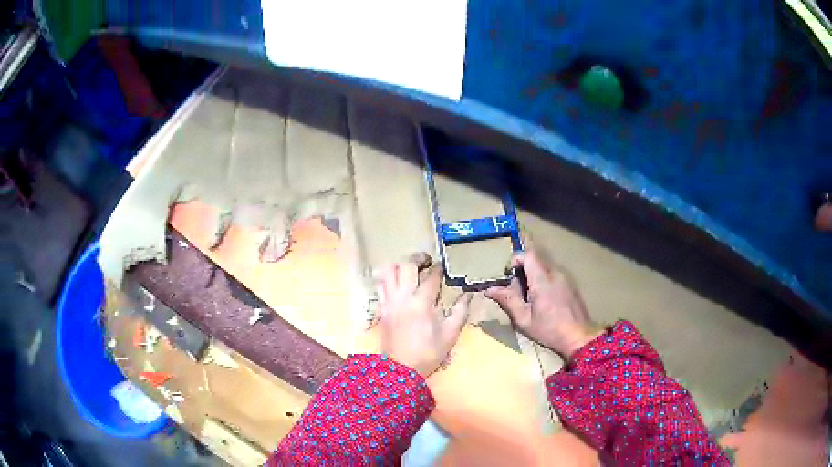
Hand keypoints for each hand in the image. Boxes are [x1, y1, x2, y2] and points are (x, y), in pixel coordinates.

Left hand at [375, 253, 470, 376]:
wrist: (400, 370)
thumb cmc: (428, 353)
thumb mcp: (450, 335)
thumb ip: (460, 312)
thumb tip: (468, 295)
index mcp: (422, 303)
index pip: (431, 276)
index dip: (439, 269)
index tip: (445, 267)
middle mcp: (403, 297)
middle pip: (406, 265)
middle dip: (418, 258)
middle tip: (427, 261)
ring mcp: (389, 302)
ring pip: (388, 272)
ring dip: (399, 266)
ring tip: (409, 270)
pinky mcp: (381, 309)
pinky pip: (380, 286)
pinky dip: (388, 279)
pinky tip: (397, 284)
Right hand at [484, 247, 601, 358]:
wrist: (579, 336)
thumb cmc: (549, 330)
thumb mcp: (524, 319)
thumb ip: (507, 301)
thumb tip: (489, 289)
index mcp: (542, 279)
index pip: (527, 254)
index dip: (515, 260)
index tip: (509, 277)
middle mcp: (555, 272)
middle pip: (535, 260)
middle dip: (522, 271)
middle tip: (517, 292)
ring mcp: (565, 277)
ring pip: (544, 267)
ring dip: (533, 277)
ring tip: (529, 299)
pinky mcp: (571, 284)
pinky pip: (553, 274)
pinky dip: (543, 281)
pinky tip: (543, 301)